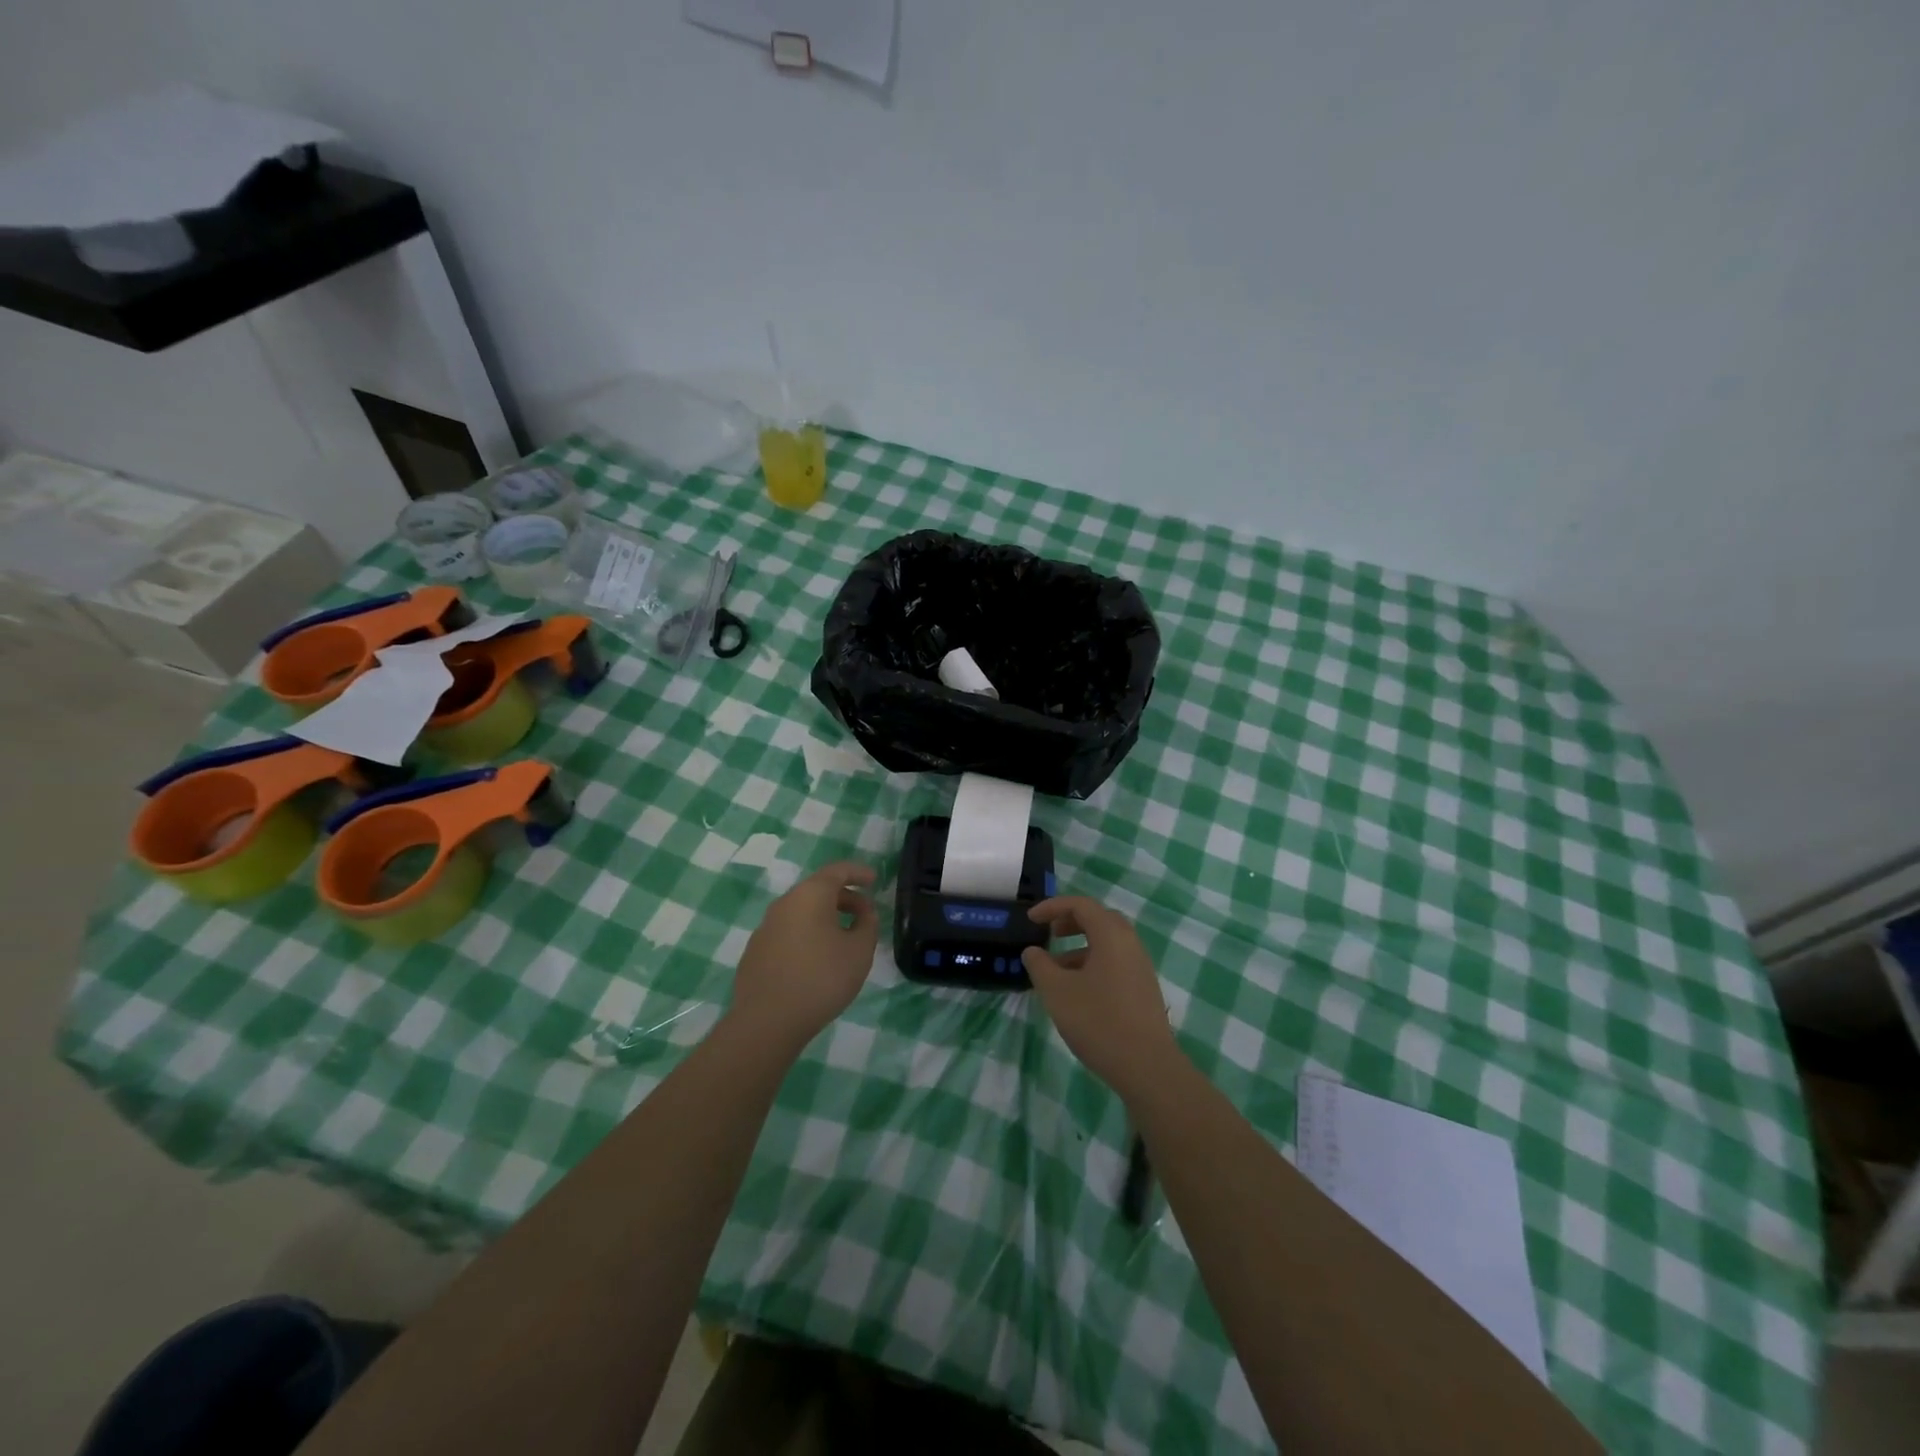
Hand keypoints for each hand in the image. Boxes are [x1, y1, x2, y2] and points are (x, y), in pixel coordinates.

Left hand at [728, 860, 879, 1049]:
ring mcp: (766, 927)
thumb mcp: (860, 951)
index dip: (858, 872)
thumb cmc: (821, 978)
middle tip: (864, 914)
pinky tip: (817, 959)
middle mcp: (784, 903)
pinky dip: (807, 934)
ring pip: (801, 911)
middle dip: (844, 897)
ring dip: (825, 917)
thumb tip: (864, 913)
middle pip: (817, 890)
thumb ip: (867, 924)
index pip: (837, 871)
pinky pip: (788, 932)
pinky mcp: (756, 951)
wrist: (767, 1021)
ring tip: (843, 938)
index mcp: (810, 895)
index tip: (874, 880)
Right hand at [1023, 896, 1180, 1100]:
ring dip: (1080, 947)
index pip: (1081, 905)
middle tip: (1050, 934)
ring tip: (1056, 970)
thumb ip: (1040, 966)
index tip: (1031, 920)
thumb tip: (1032, 951)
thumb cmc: (1098, 1021)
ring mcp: (1140, 967)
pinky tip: (1078, 991)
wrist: (1147, 1066)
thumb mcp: (1057, 992)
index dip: (1053, 906)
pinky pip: (1115, 963)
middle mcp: (1130, 944)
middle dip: (1071, 922)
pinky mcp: (1144, 989)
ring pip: (1107, 944)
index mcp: (1111, 935)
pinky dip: (1093, 964)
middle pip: (1099, 919)